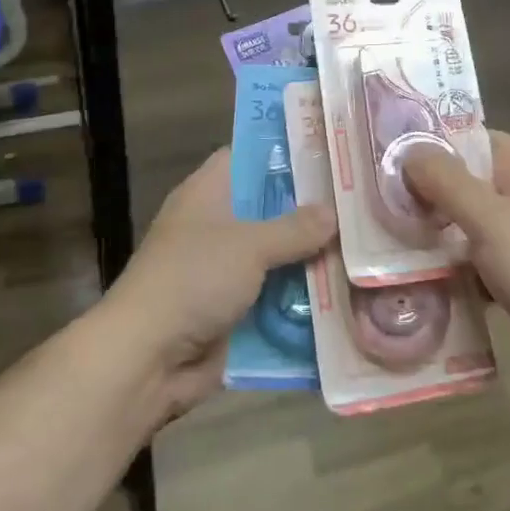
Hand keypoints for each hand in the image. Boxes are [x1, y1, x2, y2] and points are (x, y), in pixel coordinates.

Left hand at [106, 148, 334, 423]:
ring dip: (309, 258)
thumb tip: (333, 213)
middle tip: (360, 202)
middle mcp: (215, 224)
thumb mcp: (250, 245)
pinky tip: (344, 293)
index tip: (330, 152)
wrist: (145, 360)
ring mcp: (223, 269)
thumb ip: (295, 228)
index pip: (249, 155)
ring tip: (364, 247)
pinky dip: (299, 298)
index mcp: (208, 192)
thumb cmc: (193, 280)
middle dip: (310, 209)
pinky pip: (273, 296)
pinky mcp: (231, 310)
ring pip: (276, 255)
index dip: (286, 150)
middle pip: (269, 207)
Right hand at [404, 131, 509, 405]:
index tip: (391, 153)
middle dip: (426, 193)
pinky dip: (452, 270)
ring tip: (386, 240)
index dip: (435, 142)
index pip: (474, 139)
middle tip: (379, 202)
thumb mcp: (489, 217)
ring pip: (468, 226)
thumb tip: (409, 151)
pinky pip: (477, 263)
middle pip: (467, 184)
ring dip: (435, 235)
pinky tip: (417, 281)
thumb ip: (446, 181)